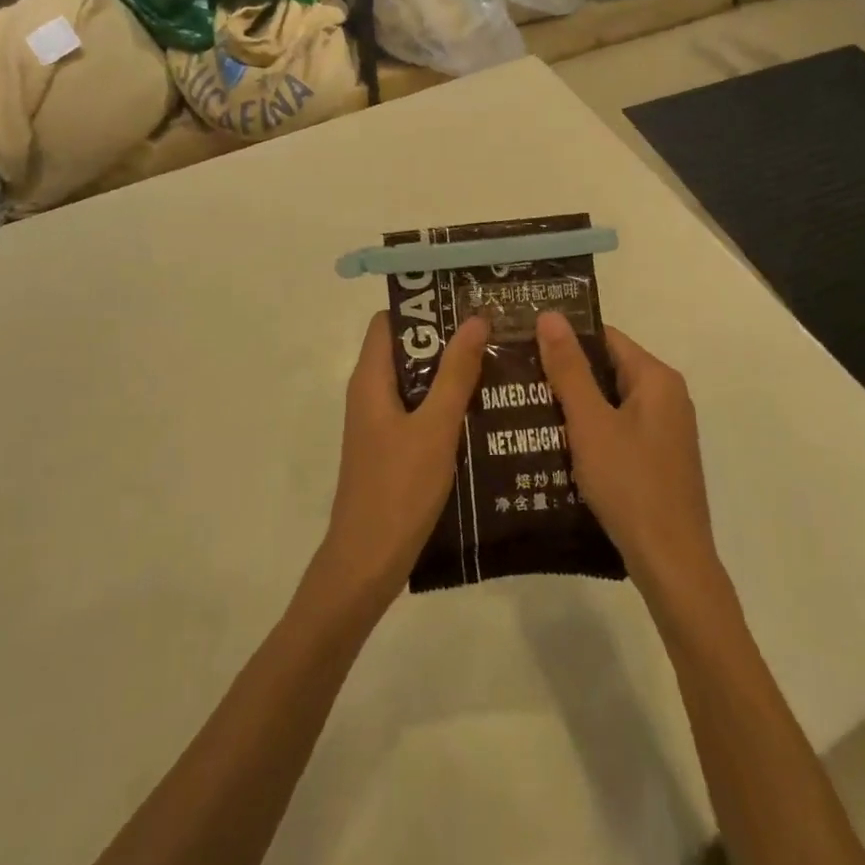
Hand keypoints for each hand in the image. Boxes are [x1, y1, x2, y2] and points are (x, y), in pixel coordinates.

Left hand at [314, 311, 487, 613]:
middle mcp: (371, 393)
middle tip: (493, 330)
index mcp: (371, 379)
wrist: (367, 563)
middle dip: (446, 339)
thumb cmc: (399, 489)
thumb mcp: (435, 427)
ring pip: (416, 382)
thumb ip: (456, 373)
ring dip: (451, 373)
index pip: (390, 322)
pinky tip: (484, 411)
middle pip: (407, 349)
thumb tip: (475, 319)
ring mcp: (380, 423)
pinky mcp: (392, 448)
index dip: (423, 307)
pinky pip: (419, 411)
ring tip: (497, 363)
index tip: (464, 300)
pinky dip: (446, 404)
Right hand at [536, 313, 720, 591]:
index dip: (565, 336)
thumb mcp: (590, 423)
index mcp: (656, 379)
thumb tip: (550, 316)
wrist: (672, 565)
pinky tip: (555, 443)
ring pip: (610, 401)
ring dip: (573, 403)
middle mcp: (667, 397)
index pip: (605, 337)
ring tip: (525, 405)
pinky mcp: (657, 459)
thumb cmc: (630, 485)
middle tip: (518, 375)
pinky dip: (589, 430)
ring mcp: (664, 430)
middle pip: (608, 368)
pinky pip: (617, 429)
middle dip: (565, 372)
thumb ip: (569, 368)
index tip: (524, 340)